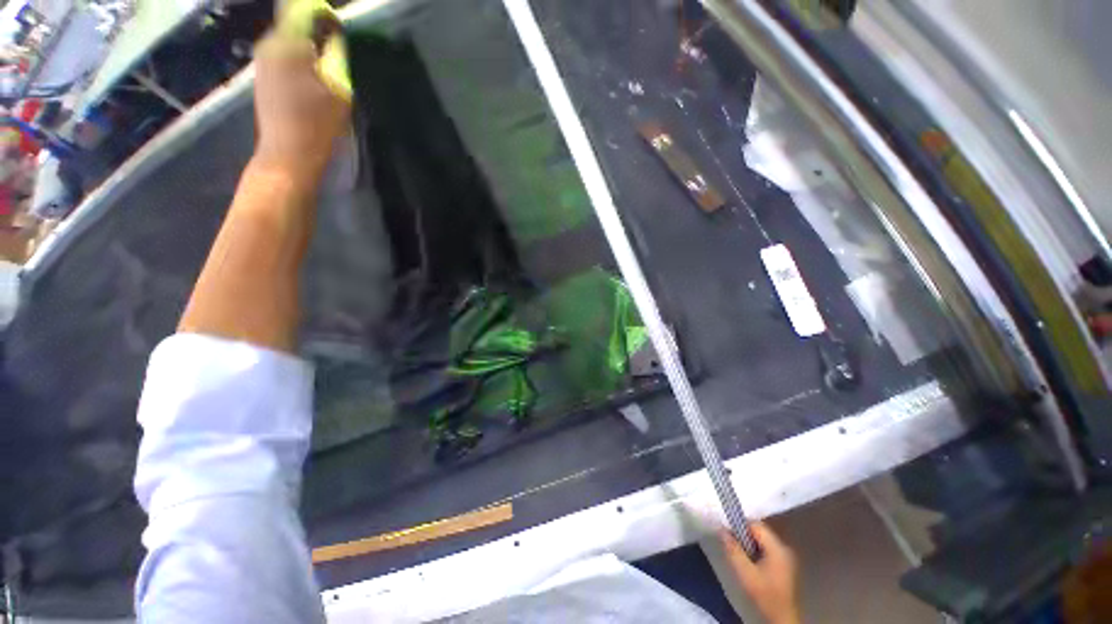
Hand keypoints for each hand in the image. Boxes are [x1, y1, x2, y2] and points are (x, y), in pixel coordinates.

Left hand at [252, 13, 350, 182]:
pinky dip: (300, 58)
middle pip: (294, 21)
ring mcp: (262, 60)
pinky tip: (313, 80)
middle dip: (318, 30)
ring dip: (310, 45)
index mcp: (287, 43)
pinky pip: (283, 53)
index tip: (341, 29)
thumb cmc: (316, 125)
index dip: (325, 13)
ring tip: (328, 67)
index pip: (304, 8)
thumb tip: (335, 37)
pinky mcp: (262, 75)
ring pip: (289, 38)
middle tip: (339, 51)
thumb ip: (337, 57)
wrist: (287, 156)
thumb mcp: (338, 90)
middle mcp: (268, 44)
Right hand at [720, 522, 800, 623]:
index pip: (755, 525)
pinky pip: (765, 550)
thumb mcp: (746, 574)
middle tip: (729, 542)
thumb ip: (733, 550)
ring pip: (761, 541)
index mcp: (778, 548)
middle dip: (742, 535)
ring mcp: (784, 557)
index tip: (725, 531)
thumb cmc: (765, 596)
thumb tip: (721, 529)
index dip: (739, 525)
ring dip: (747, 543)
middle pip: (759, 532)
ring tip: (736, 552)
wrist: (781, 620)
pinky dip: (754, 551)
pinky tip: (747, 561)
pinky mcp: (782, 566)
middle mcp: (784, 549)